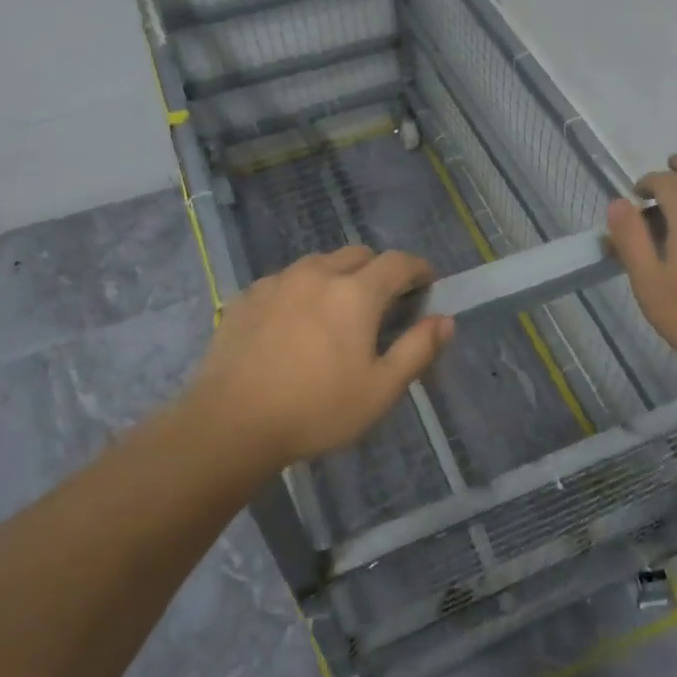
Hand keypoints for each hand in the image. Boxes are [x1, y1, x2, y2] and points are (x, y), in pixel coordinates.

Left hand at [183, 246, 455, 466]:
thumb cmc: (317, 408)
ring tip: (337, 308)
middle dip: (378, 269)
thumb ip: (418, 349)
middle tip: (383, 300)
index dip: (418, 268)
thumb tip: (445, 320)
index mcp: (356, 292)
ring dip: (338, 275)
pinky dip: (302, 289)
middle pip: (358, 254)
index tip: (427, 281)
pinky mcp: (247, 296)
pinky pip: (285, 280)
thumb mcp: (381, 389)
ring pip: (319, 263)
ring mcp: (279, 281)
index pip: (398, 262)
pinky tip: (295, 320)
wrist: (231, 422)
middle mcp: (318, 274)